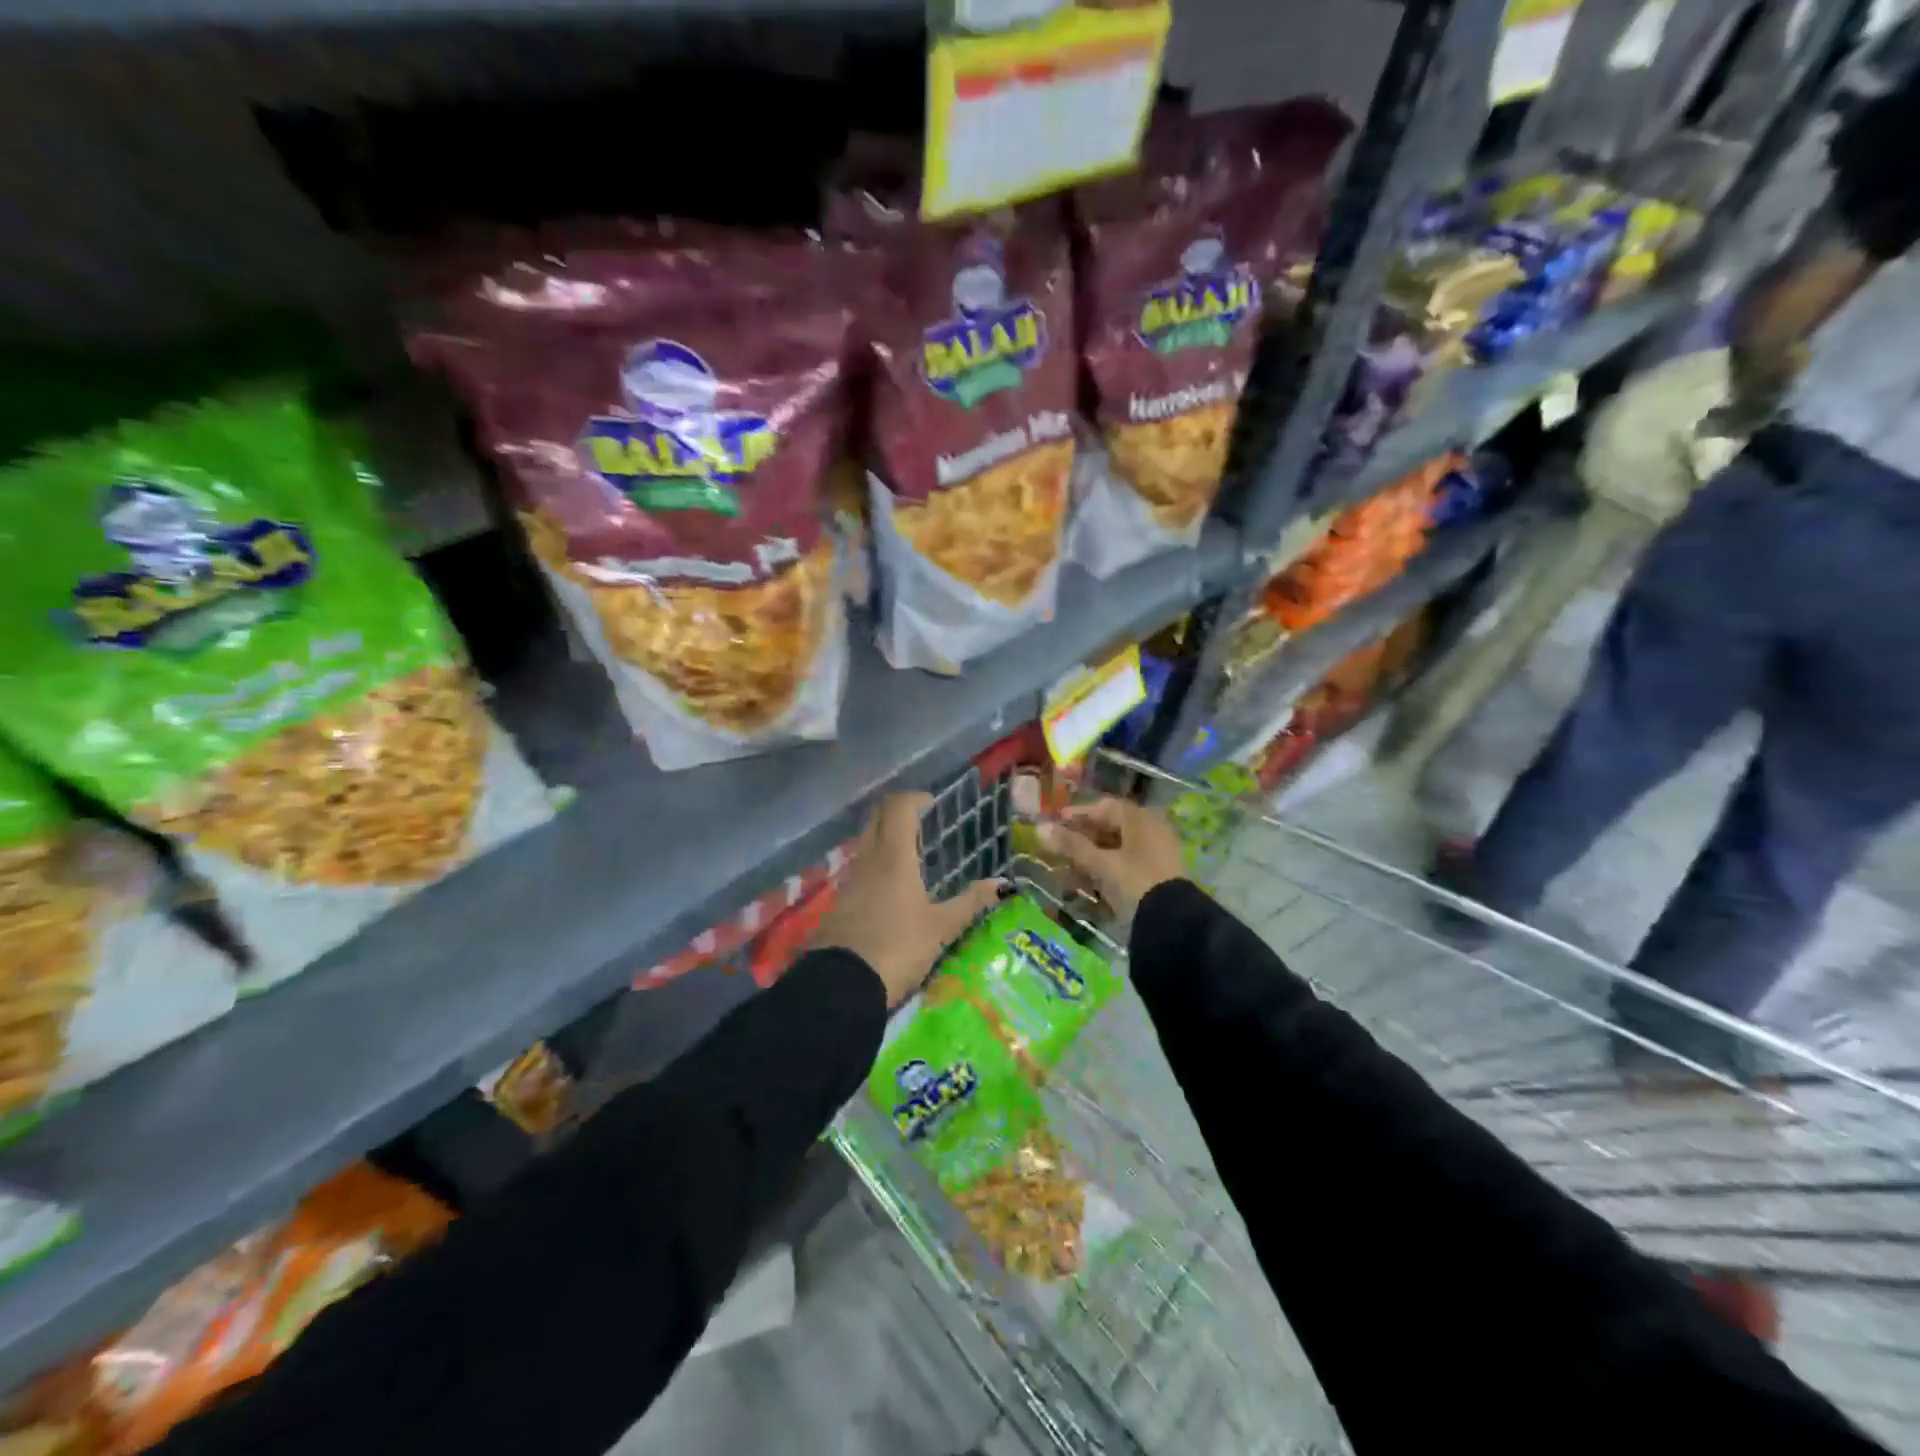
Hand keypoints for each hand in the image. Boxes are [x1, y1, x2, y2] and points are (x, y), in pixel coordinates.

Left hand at [810, 792, 1001, 1005]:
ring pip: (865, 843)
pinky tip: (891, 888)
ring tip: (911, 855)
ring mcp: (849, 881)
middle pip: (876, 818)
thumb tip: (1002, 884)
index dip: (915, 799)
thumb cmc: (898, 947)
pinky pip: (859, 869)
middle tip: (921, 822)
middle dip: (897, 812)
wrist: (842, 986)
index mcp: (893, 857)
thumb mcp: (941, 928)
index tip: (932, 803)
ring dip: (885, 838)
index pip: (898, 807)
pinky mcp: (839, 903)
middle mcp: (867, 860)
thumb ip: (970, 902)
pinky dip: (875, 865)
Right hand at [1037, 797, 1186, 922]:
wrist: (1171, 923)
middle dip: (1082, 838)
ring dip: (1090, 856)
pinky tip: (1086, 883)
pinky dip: (1104, 870)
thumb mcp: (1101, 863)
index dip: (1078, 814)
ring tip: (1067, 868)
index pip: (1105, 807)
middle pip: (1110, 828)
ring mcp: (1154, 854)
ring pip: (1116, 848)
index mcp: (1141, 819)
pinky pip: (1124, 866)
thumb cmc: (1134, 882)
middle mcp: (1150, 831)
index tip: (1055, 822)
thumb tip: (1040, 828)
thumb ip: (1071, 845)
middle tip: (1057, 847)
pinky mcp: (1154, 876)